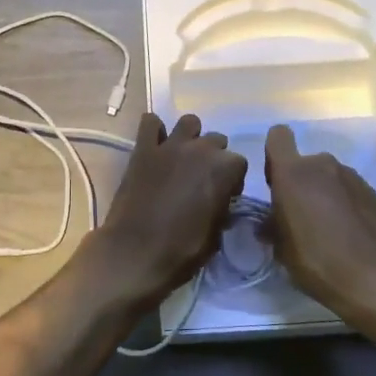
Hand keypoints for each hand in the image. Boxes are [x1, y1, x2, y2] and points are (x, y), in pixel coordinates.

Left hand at [84, 113, 247, 313]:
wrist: (136, 253)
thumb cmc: (182, 250)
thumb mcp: (216, 236)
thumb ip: (222, 208)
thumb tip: (220, 202)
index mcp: (224, 169)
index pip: (239, 163)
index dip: (232, 180)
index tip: (224, 196)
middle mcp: (200, 149)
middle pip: (216, 141)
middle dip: (213, 157)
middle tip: (201, 180)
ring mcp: (170, 146)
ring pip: (189, 123)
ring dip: (190, 137)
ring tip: (181, 159)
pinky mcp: (143, 149)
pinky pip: (150, 123)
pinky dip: (154, 131)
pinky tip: (154, 146)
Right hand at [264, 124, 375, 323]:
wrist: (375, 276)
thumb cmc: (317, 259)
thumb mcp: (281, 248)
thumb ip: (273, 225)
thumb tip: (271, 223)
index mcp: (293, 173)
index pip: (278, 137)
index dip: (274, 155)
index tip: (276, 182)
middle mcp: (322, 165)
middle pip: (305, 163)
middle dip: (301, 183)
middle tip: (302, 217)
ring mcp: (352, 176)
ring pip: (329, 177)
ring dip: (324, 194)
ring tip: (328, 229)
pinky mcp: (374, 192)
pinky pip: (350, 191)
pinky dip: (346, 205)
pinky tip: (349, 233)